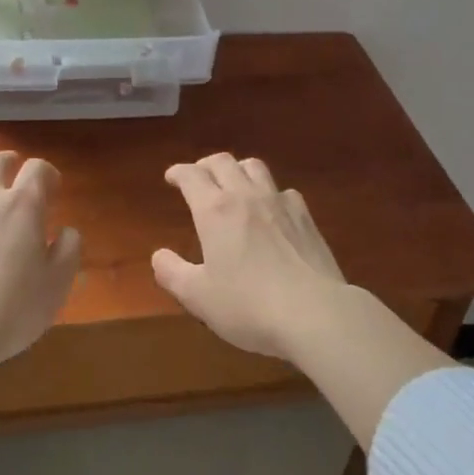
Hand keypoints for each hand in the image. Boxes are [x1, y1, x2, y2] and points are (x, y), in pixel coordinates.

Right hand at [152, 154, 347, 360]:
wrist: (314, 312)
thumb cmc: (248, 305)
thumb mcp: (199, 297)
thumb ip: (173, 274)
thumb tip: (159, 256)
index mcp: (214, 210)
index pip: (191, 176)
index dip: (178, 172)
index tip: (172, 177)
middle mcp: (245, 196)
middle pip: (223, 162)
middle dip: (206, 165)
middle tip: (199, 176)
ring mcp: (279, 203)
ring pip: (255, 167)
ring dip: (238, 169)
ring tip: (234, 183)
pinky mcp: (305, 217)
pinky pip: (283, 191)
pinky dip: (270, 193)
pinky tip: (272, 210)